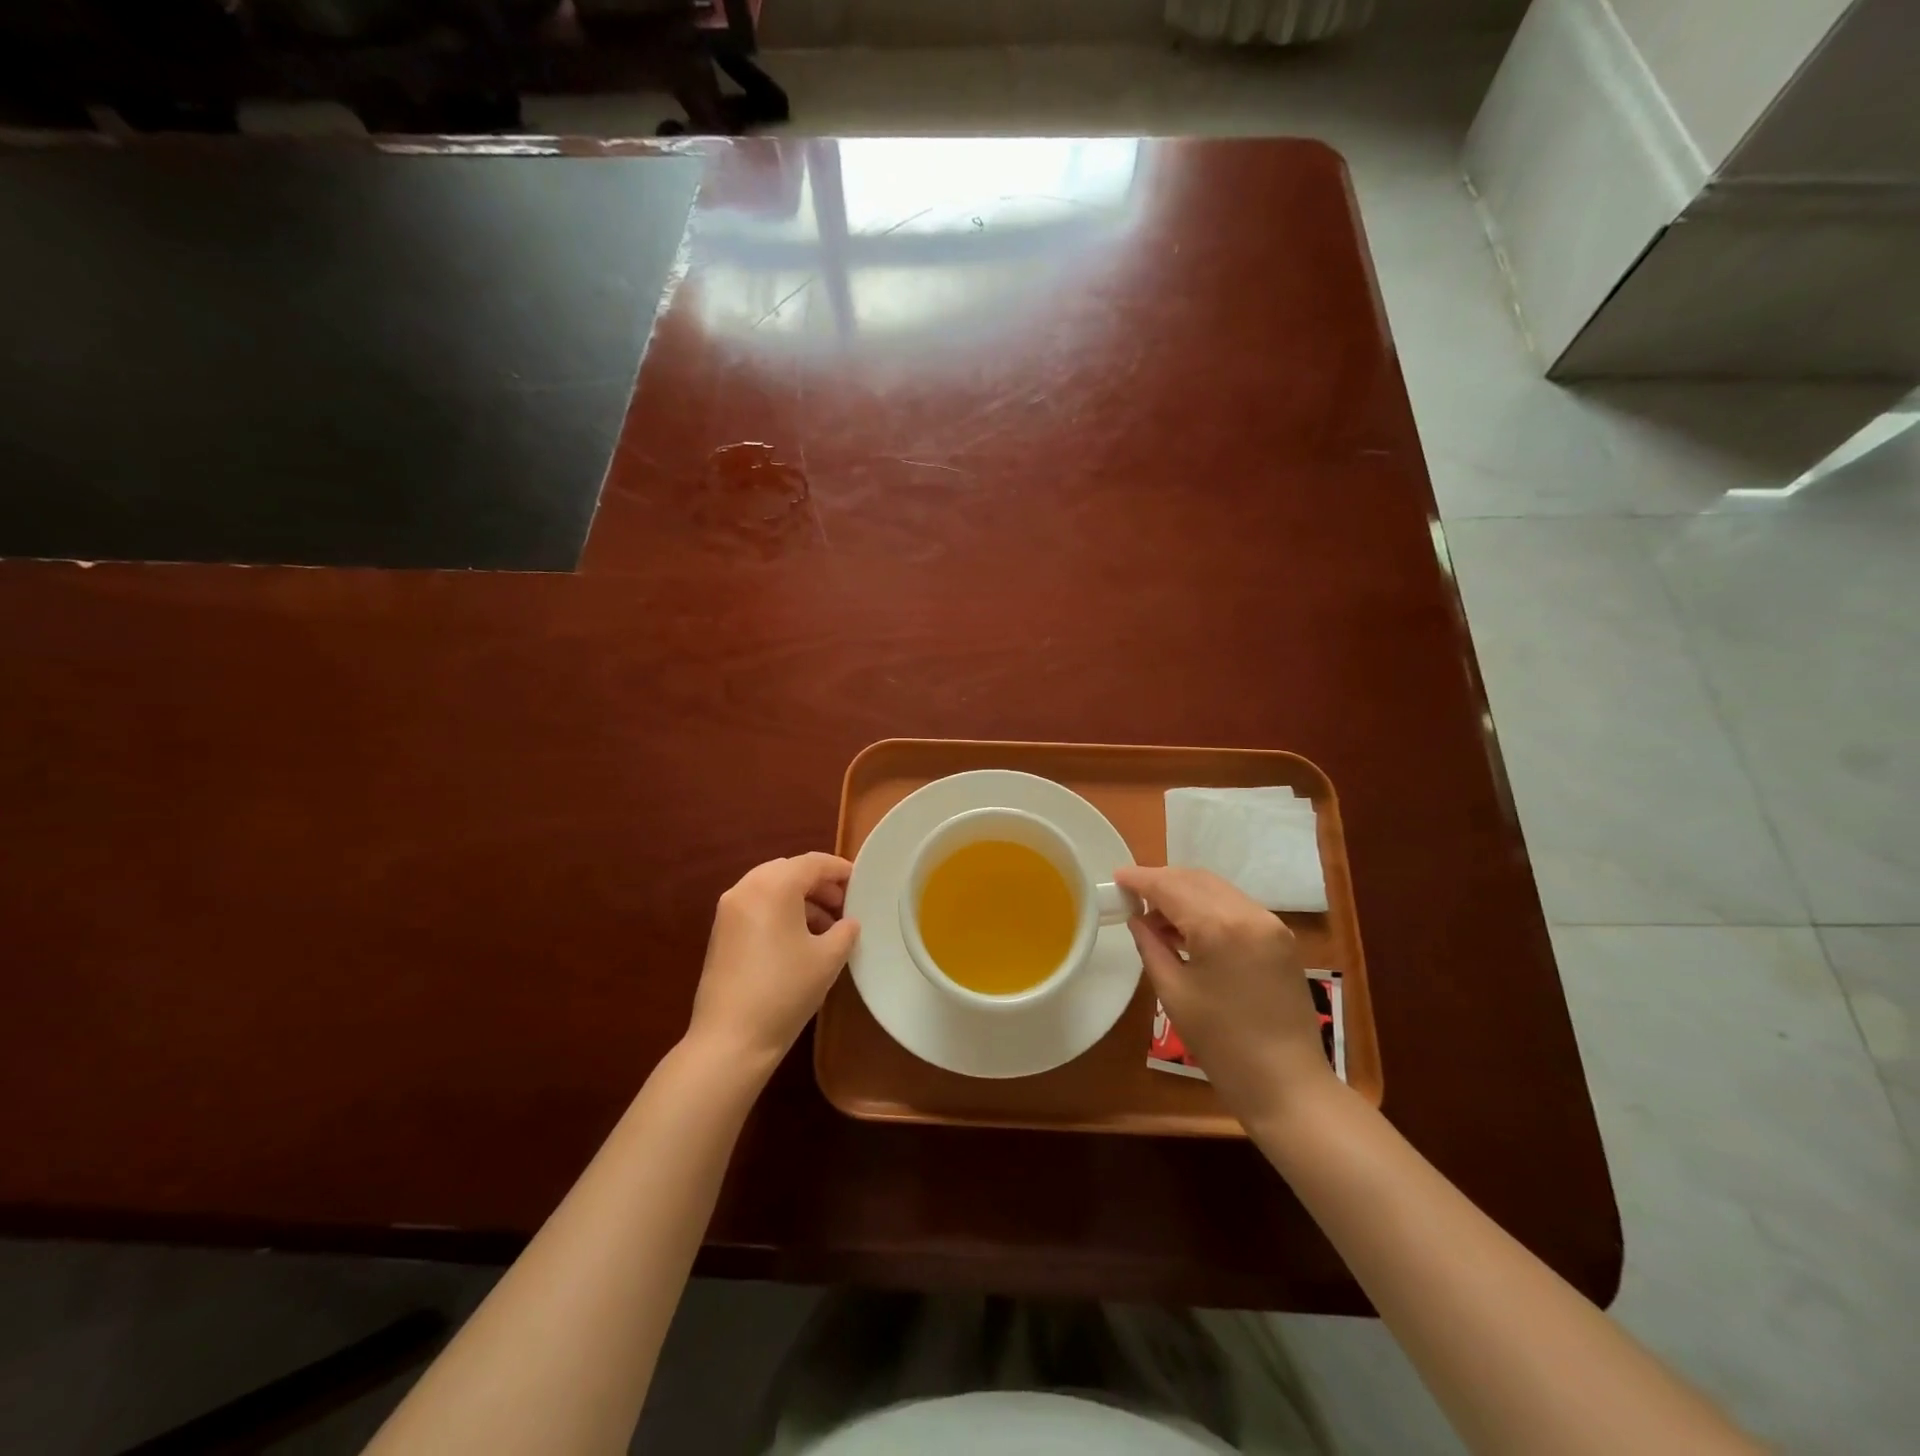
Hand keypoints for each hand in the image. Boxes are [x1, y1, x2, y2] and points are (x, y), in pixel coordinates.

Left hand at [687, 853, 860, 1078]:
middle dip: (819, 884)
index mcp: (774, 885)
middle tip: (844, 906)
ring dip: (800, 899)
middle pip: (790, 871)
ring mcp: (729, 910)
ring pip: (772, 888)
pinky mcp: (721, 931)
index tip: (861, 884)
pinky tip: (799, 940)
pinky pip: (757, 906)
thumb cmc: (785, 990)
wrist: (730, 1039)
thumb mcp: (828, 958)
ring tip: (827, 927)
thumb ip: (845, 930)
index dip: (840, 870)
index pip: (813, 863)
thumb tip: (848, 922)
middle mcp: (746, 888)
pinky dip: (780, 911)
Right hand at [1115, 865, 1336, 1131]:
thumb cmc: (1222, 1044)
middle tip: (1132, 895)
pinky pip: (1236, 906)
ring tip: (1156, 915)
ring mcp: (1271, 924)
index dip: (1140, 879)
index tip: (1116, 877)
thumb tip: (1137, 919)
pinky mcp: (1281, 938)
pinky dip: (1208, 907)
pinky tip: (1188, 928)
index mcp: (1220, 926)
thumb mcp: (1174, 993)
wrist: (1287, 1084)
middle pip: (1196, 880)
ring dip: (1185, 893)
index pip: (1171, 887)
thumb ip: (1151, 946)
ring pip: (1217, 889)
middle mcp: (1249, 913)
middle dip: (1162, 881)